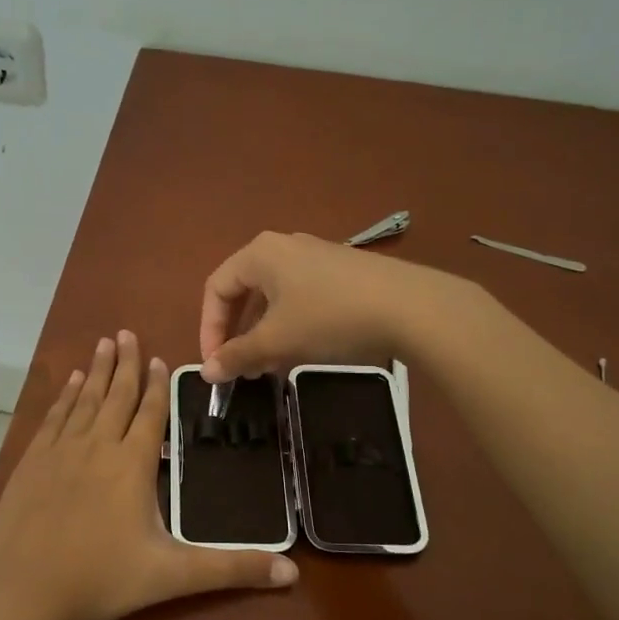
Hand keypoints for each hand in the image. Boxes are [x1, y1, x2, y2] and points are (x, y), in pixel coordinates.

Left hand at [0, 331, 297, 619]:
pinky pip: (53, 417)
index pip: (149, 413)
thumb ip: (231, 569)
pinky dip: (64, 396)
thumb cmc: (100, 579)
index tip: (159, 358)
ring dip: (96, 371)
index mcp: (132, 464)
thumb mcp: (173, 576)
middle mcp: (97, 446)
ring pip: (84, 400)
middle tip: (127, 333)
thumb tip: (292, 572)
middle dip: (125, 364)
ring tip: (103, 343)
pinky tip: (68, 383)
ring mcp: (60, 451)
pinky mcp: (31, 462)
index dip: (157, 385)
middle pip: (115, 396)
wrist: (22, 591)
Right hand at [199, 232, 460, 381]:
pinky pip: (300, 298)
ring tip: (268, 367)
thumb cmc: (330, 317)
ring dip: (263, 333)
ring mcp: (315, 257)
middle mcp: (284, 247)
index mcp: (259, 253)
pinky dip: (289, 325)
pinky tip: (301, 351)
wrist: (410, 307)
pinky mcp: (341, 272)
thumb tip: (208, 372)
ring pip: (274, 297)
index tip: (216, 366)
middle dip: (237, 333)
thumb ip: (238, 355)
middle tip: (240, 369)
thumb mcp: (277, 340)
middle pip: (244, 291)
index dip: (209, 329)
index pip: (216, 289)